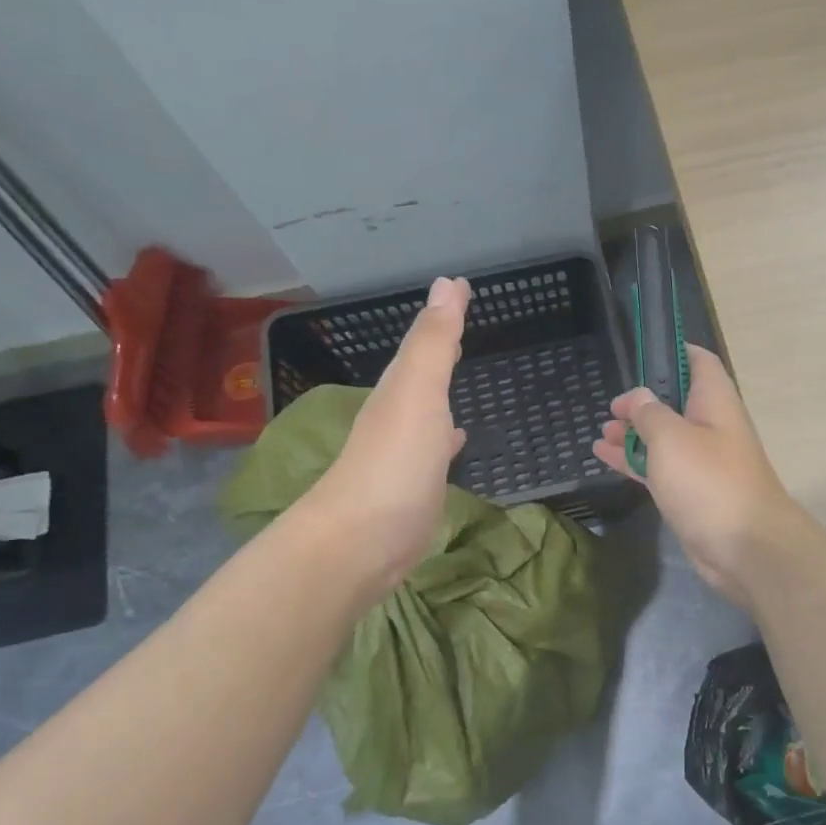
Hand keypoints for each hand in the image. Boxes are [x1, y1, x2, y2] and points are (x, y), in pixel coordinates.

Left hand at [304, 276, 469, 593]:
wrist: (363, 540)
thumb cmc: (395, 461)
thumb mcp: (418, 392)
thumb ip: (433, 343)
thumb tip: (445, 284)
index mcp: (399, 388)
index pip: (423, 340)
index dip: (443, 313)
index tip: (462, 286)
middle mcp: (399, 414)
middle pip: (421, 371)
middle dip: (441, 345)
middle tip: (461, 319)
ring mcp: (405, 452)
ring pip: (428, 406)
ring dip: (442, 386)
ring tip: (463, 367)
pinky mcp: (416, 486)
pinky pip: (436, 447)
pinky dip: (447, 435)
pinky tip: (457, 437)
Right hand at [594, 344, 801, 606]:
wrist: (745, 548)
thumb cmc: (709, 481)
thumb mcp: (671, 438)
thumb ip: (649, 413)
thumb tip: (636, 398)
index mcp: (714, 402)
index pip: (698, 361)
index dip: (673, 351)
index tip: (641, 352)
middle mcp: (710, 426)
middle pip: (676, 401)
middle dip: (643, 400)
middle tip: (611, 406)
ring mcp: (701, 461)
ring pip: (663, 437)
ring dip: (634, 432)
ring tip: (602, 430)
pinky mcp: (690, 492)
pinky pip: (659, 467)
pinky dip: (634, 460)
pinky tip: (604, 456)